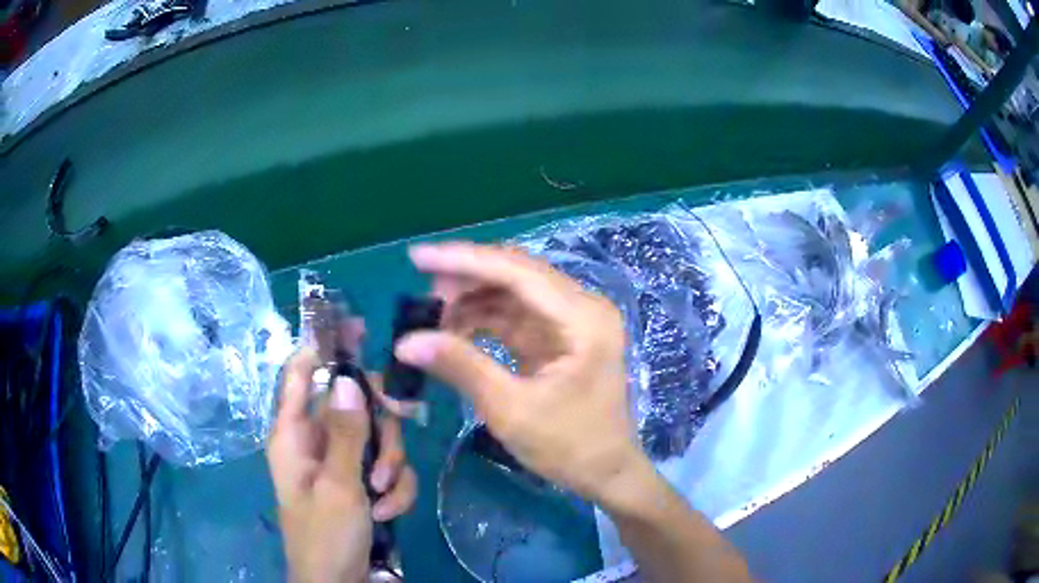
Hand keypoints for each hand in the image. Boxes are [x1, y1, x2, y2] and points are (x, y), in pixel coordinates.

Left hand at [267, 350, 416, 582]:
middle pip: (355, 404)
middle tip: (392, 445)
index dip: (323, 347)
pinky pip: (389, 469)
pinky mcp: (364, 484)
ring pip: (379, 438)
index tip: (357, 328)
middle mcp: (318, 442)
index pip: (301, 375)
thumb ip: (347, 434)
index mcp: (294, 435)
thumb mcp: (338, 487)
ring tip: (381, 497)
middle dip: (379, 428)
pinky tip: (387, 514)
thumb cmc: (325, 537)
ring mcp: (343, 464)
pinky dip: (395, 490)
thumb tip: (350, 380)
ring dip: (390, 467)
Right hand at [394, 242, 650, 504]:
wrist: (606, 474)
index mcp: (583, 318)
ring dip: (471, 301)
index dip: (464, 260)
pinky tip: (453, 331)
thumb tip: (405, 342)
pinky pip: (515, 316)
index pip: (517, 272)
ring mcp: (571, 322)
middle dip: (465, 280)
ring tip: (431, 318)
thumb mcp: (512, 409)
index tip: (417, 257)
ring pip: (512, 294)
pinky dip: (482, 321)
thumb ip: (460, 367)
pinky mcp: (559, 338)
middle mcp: (581, 308)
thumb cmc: (570, 446)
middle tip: (421, 297)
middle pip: (515, 275)